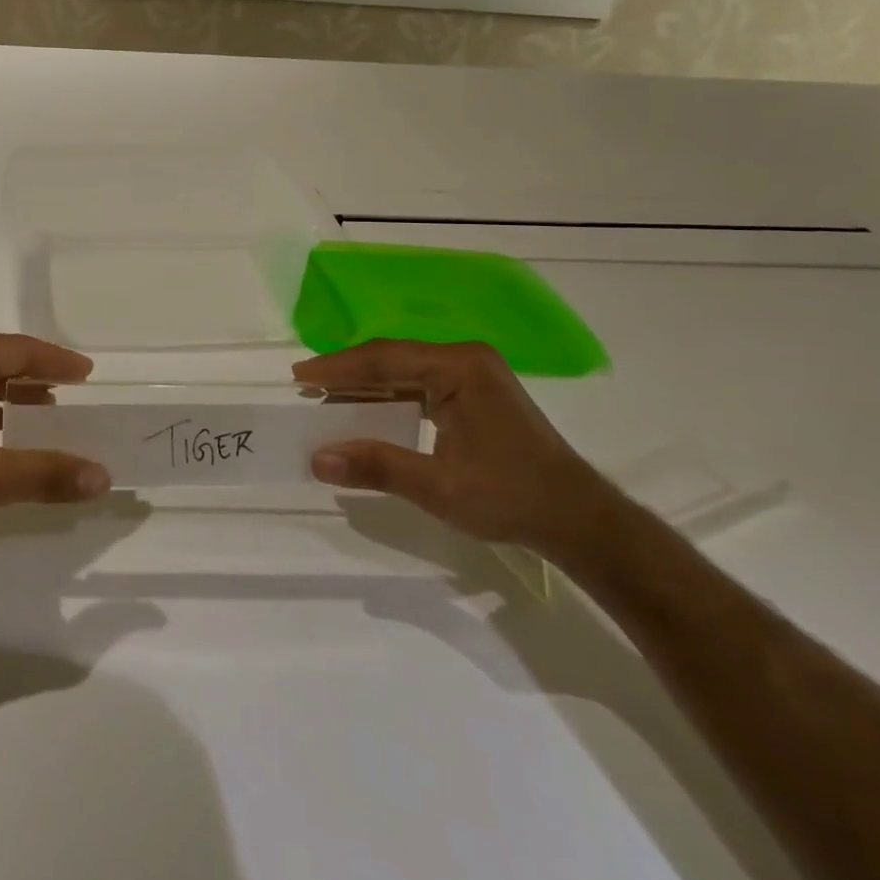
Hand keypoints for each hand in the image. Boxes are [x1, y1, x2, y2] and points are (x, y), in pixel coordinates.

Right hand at [296, 339, 612, 554]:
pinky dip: (391, 398)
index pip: (384, 358)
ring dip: (368, 387)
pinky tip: (368, 412)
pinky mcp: (477, 393)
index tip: (299, 376)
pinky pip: (421, 385)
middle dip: (349, 374)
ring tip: (327, 399)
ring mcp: (474, 375)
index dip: (338, 368)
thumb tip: (317, 459)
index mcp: (459, 368)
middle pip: (393, 359)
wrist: (580, 521)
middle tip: (306, 387)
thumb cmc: (511, 498)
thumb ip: (377, 467)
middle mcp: (465, 360)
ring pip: (405, 372)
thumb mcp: (439, 487)